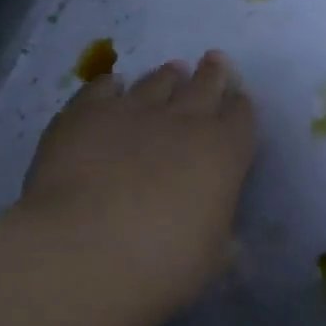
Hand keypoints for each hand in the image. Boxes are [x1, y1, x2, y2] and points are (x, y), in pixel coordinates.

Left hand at [14, 51, 256, 314]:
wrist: (83, 253)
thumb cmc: (163, 265)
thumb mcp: (211, 260)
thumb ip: (222, 240)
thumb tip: (229, 243)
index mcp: (224, 151)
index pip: (242, 117)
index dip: (242, 107)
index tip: (240, 100)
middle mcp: (184, 120)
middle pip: (206, 85)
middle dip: (213, 74)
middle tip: (214, 60)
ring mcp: (133, 111)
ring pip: (157, 82)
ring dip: (167, 76)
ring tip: (171, 70)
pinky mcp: (85, 114)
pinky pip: (101, 89)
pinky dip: (110, 86)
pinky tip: (111, 85)